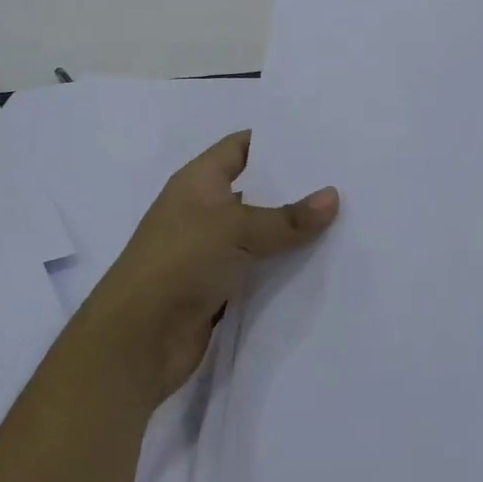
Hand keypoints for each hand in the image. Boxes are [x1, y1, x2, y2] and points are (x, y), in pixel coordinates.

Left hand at [82, 131, 337, 404]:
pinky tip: (324, 261)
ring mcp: (210, 250)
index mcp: (198, 181)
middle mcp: (204, 210)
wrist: (136, 342)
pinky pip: (260, 268)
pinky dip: (285, 266)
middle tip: (344, 178)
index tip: (321, 139)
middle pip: (257, 190)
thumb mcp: (236, 229)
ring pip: (262, 232)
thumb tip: (333, 196)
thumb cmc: (179, 263)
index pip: (241, 147)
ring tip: (346, 217)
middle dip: (296, 187)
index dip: (277, 140)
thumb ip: (287, 217)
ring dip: (294, 230)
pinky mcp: (220, 287)